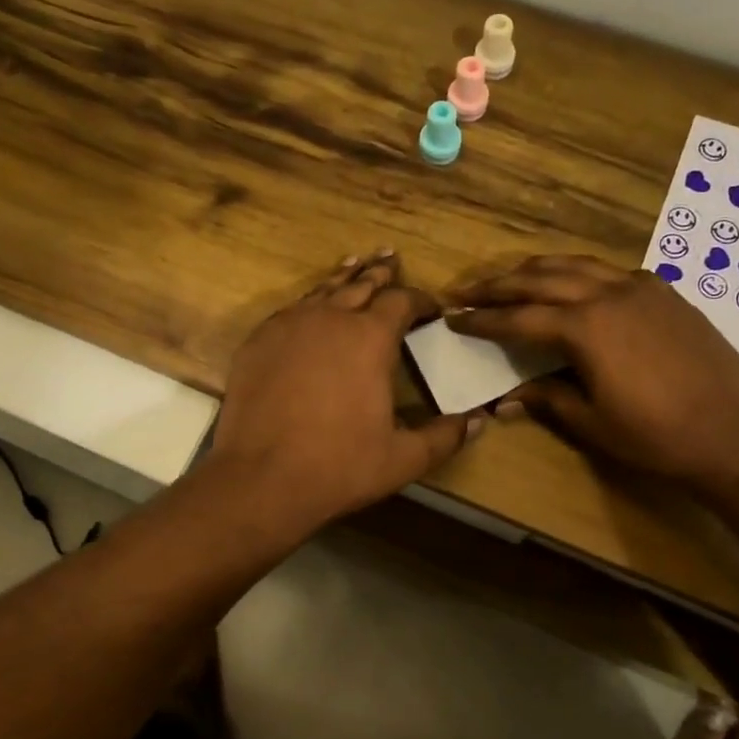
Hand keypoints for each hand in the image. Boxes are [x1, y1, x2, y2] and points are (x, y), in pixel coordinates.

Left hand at [205, 250, 483, 536]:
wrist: (262, 478)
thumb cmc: (339, 466)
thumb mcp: (403, 458)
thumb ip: (444, 436)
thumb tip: (479, 420)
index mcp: (370, 338)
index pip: (402, 301)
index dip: (420, 299)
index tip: (431, 307)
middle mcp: (330, 318)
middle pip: (360, 285)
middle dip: (380, 274)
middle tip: (390, 259)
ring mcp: (288, 326)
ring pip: (322, 291)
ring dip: (343, 279)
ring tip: (354, 264)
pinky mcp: (258, 341)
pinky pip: (290, 310)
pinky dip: (308, 303)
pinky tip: (309, 307)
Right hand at [446, 255, 738, 494]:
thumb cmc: (658, 437)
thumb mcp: (592, 423)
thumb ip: (547, 399)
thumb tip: (505, 399)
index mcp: (586, 327)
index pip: (519, 317)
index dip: (483, 319)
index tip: (454, 317)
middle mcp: (609, 293)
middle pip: (542, 278)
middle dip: (500, 284)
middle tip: (468, 291)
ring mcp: (642, 288)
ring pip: (577, 265)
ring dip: (538, 270)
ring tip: (512, 279)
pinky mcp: (666, 293)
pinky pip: (610, 272)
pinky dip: (580, 274)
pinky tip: (575, 288)